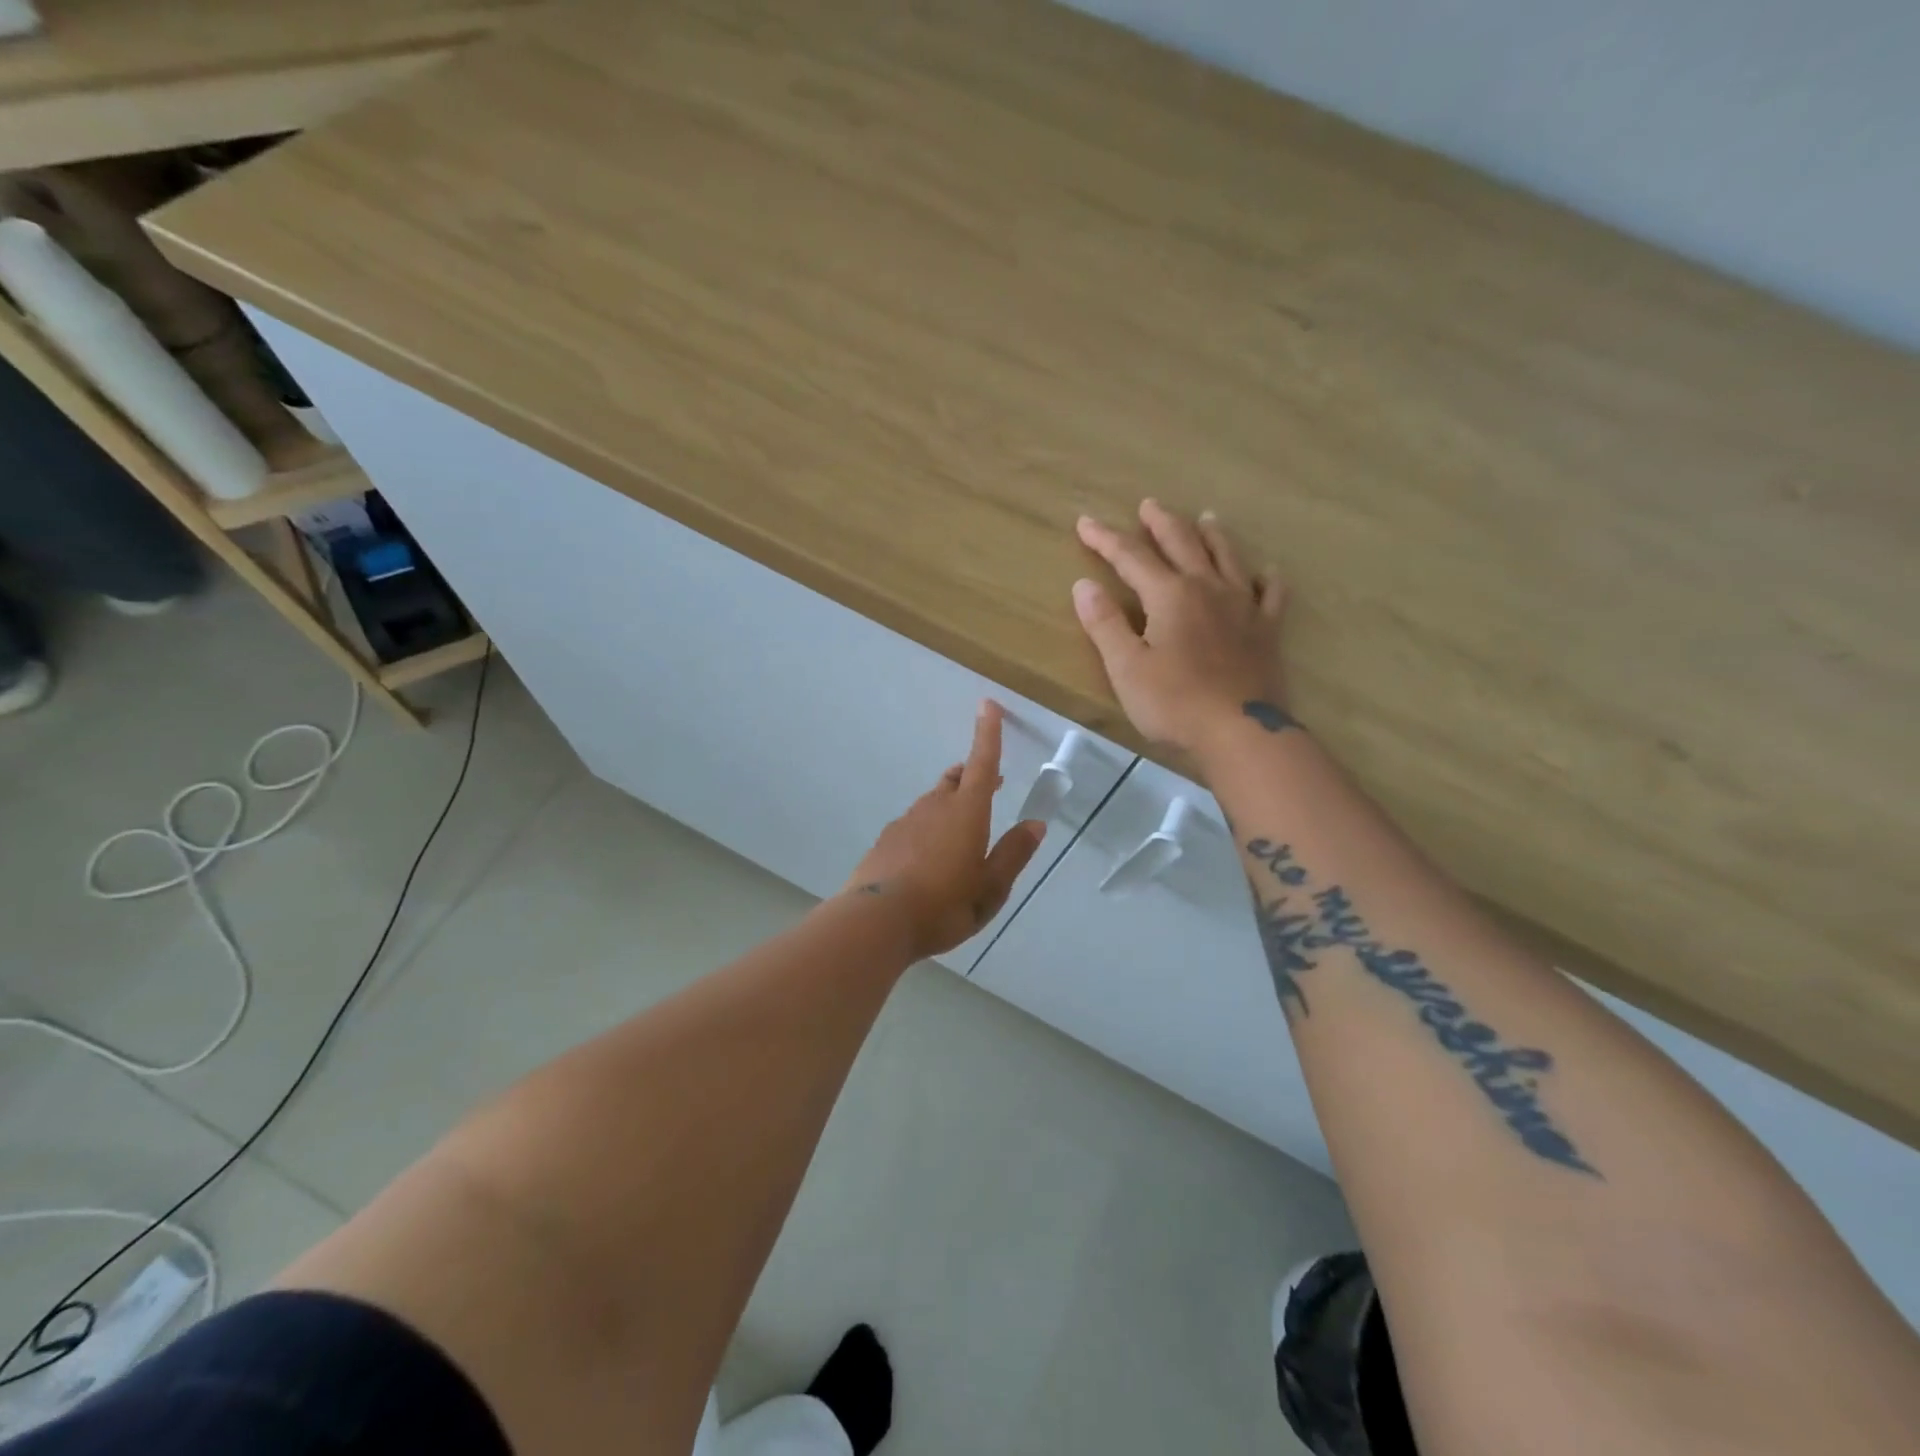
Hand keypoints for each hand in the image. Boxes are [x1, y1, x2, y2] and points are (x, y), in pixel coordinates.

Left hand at [843, 701, 1046, 957]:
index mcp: (966, 812)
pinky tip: (928, 857)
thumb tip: (1035, 824)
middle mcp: (934, 807)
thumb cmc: (943, 904)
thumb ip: (1013, 854)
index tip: (988, 704)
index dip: (988, 733)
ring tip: (961, 831)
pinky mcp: (886, 840)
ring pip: (933, 801)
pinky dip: (928, 828)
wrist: (876, 921)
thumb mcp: (991, 888)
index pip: (983, 763)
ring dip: (951, 804)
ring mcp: (906, 821)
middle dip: (973, 775)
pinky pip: (914, 823)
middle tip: (991, 784)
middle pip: (956, 779)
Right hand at [1072, 500, 1288, 753]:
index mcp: (1170, 595)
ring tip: (1205, 517)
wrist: (1240, 732)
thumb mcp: (1126, 667)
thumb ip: (1105, 623)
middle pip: (1183, 543)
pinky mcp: (1267, 630)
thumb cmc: (1175, 703)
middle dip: (1161, 522)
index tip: (1085, 522)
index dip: (1105, 538)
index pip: (1131, 557)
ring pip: (1228, 557)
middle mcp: (1208, 588)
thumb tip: (1084, 585)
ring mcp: (1243, 606)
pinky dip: (1266, 578)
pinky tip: (1266, 571)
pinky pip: (1270, 594)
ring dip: (1212, 535)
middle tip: (1149, 505)